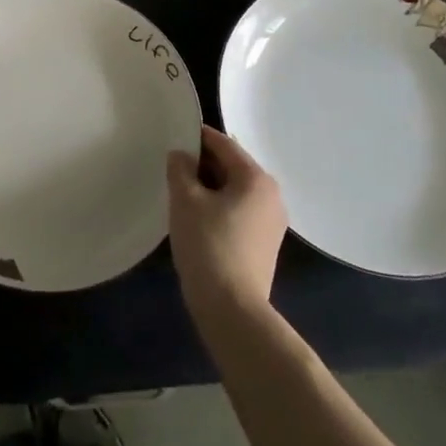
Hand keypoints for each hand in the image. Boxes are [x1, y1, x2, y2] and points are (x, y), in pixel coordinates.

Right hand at [167, 125, 287, 318]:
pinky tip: (198, 219)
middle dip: (203, 165)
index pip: (224, 144)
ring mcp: (272, 222)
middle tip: (173, 169)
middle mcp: (271, 195)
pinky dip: (220, 207)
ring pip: (236, 191)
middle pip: (233, 166)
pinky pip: (240, 212)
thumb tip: (182, 156)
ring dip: (210, 188)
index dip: (197, 137)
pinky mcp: (265, 244)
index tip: (174, 137)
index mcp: (256, 178)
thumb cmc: (208, 245)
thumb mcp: (185, 200)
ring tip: (182, 194)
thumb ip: (180, 169)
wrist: (232, 309)